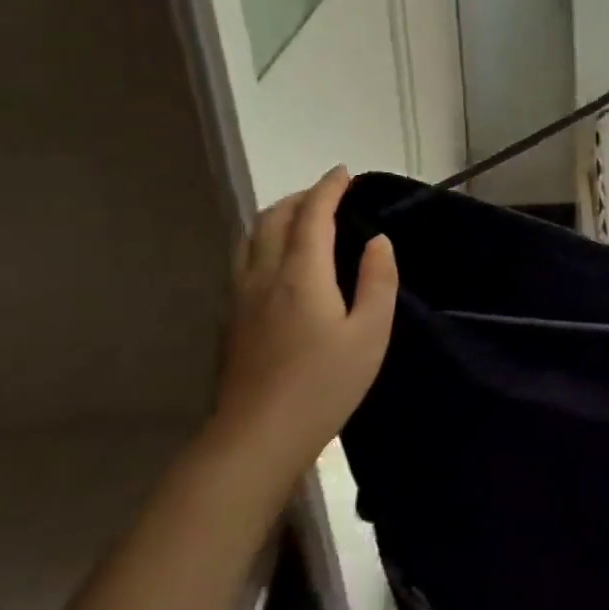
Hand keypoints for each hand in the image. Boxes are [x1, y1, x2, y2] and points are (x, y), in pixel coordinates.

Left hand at [210, 167, 398, 471]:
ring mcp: (239, 297)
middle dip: (300, 197)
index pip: (312, 216)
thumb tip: (379, 242)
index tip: (343, 173)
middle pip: (273, 219)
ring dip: (277, 217)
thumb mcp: (370, 334)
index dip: (327, 189)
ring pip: (250, 238)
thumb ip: (378, 281)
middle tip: (326, 195)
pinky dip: (263, 241)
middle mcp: (263, 276)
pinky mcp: (229, 319)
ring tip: (301, 219)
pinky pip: (243, 259)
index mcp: (301, 275)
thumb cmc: (324, 385)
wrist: (257, 436)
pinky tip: (278, 261)